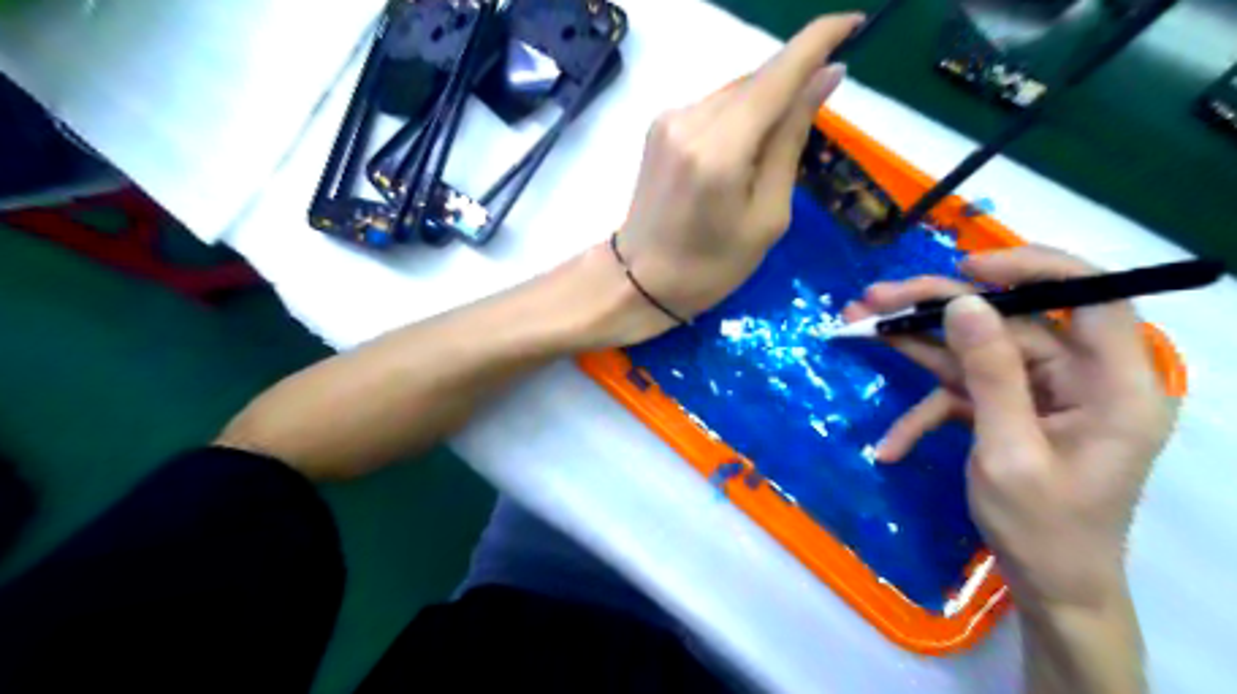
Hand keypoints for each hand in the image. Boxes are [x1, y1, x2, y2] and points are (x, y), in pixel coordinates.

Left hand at [614, 14, 861, 344]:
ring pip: (734, 93)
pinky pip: (713, 107)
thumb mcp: (767, 216)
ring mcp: (668, 120)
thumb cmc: (711, 266)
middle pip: (756, 81)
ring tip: (763, 160)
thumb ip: (791, 141)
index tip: (854, 24)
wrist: (640, 280)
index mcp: (720, 150)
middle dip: (791, 88)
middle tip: (809, 126)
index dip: (819, 41)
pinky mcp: (659, 126)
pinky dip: (737, 119)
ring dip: (763, 108)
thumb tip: (824, 78)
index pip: (777, 75)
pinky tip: (737, 156)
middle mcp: (690, 120)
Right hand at [848, 247, 1170, 606]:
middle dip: (938, 308)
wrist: (1047, 586)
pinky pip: (962, 393)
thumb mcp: (1009, 452)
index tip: (966, 267)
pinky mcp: (1008, 409)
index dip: (1034, 268)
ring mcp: (1040, 393)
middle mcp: (1080, 378)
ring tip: (860, 323)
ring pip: (975, 349)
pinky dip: (923, 412)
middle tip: (877, 298)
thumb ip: (990, 374)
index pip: (1093, 297)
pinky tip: (890, 444)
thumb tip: (964, 304)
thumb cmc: (1043, 529)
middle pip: (1010, 320)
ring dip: (917, 341)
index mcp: (1113, 385)